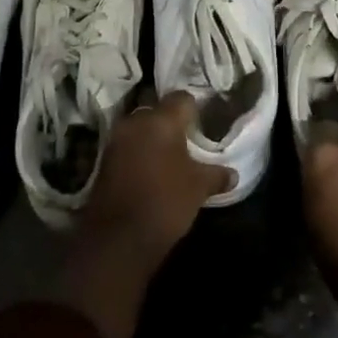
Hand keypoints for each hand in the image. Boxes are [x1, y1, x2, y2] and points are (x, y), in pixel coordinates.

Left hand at [80, 91, 232, 266]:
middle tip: (187, 141)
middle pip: (157, 111)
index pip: (182, 98)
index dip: (194, 108)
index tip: (203, 124)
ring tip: (169, 158)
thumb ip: (216, 175)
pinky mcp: (103, 160)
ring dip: (152, 138)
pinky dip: (138, 153)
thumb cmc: (166, 203)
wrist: (118, 239)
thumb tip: (233, 173)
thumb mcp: (199, 188)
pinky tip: (150, 171)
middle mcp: (136, 121)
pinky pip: (126, 146)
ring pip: (140, 128)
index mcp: (162, 120)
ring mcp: (116, 140)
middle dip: (171, 123)